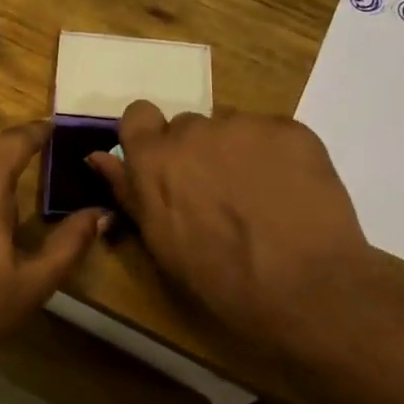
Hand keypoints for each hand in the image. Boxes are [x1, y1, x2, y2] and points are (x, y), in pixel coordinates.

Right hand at [89, 104, 372, 350]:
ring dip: (237, 153)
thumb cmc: (219, 279)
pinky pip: (272, 134)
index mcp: (153, 160)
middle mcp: (193, 131)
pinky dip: (277, 156)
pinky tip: (290, 193)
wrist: (304, 288)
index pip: (138, 115)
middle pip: (188, 127)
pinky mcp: (290, 130)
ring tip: (260, 197)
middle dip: (198, 152)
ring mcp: (244, 126)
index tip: (166, 165)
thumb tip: (98, 157)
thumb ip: (128, 192)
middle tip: (219, 193)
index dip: (151, 137)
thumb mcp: (159, 242)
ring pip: (232, 129)